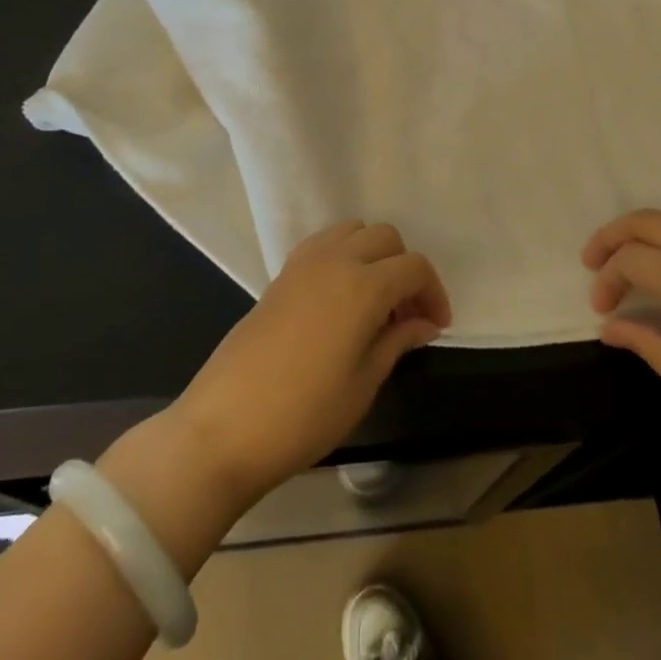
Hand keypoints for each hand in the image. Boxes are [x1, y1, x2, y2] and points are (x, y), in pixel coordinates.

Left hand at [165, 220, 450, 505]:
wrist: (224, 428)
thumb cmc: (304, 415)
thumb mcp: (363, 384)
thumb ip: (397, 341)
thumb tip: (424, 323)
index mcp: (364, 286)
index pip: (414, 268)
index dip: (434, 293)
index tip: (436, 327)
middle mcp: (336, 261)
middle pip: (386, 238)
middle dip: (405, 269)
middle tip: (406, 315)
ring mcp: (303, 264)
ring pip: (353, 231)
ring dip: (373, 255)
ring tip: (373, 302)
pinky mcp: (280, 276)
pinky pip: (323, 244)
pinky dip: (342, 255)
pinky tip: (339, 299)